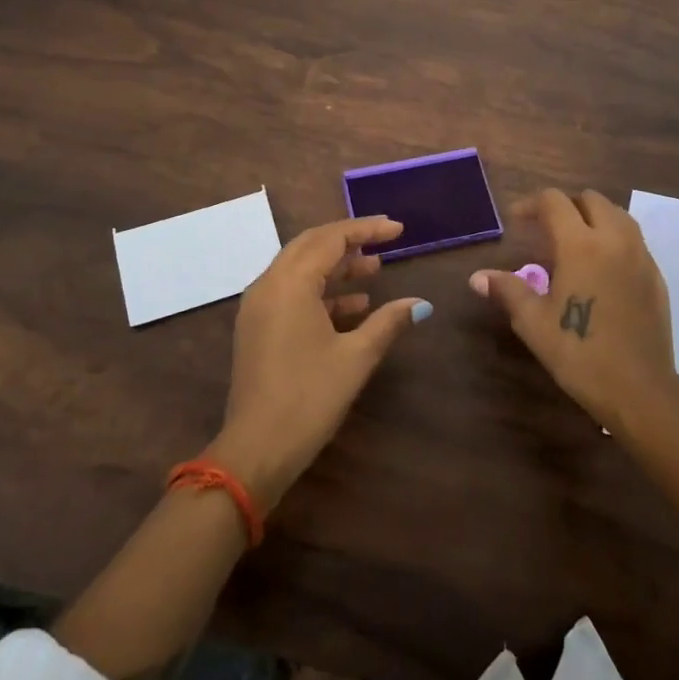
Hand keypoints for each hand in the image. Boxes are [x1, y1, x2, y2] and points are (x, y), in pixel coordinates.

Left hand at [210, 216, 426, 510]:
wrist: (256, 450)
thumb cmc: (309, 397)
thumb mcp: (356, 357)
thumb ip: (388, 322)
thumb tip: (422, 305)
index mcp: (290, 283)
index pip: (331, 239)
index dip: (366, 230)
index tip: (398, 229)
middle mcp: (269, 285)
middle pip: (311, 246)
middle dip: (349, 240)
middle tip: (384, 240)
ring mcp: (259, 307)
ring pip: (300, 269)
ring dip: (336, 266)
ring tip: (374, 270)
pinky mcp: (258, 328)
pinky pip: (291, 293)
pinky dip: (322, 291)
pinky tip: (354, 306)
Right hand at [469, 188, 676, 433]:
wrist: (640, 389)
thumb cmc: (580, 353)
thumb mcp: (534, 323)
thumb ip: (507, 291)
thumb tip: (478, 277)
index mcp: (581, 245)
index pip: (555, 202)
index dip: (531, 204)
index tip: (516, 221)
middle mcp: (614, 239)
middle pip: (590, 199)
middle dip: (565, 206)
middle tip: (544, 229)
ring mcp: (641, 256)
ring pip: (617, 214)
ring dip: (592, 217)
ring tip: (573, 243)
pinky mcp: (656, 275)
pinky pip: (633, 239)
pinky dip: (613, 238)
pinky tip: (600, 268)